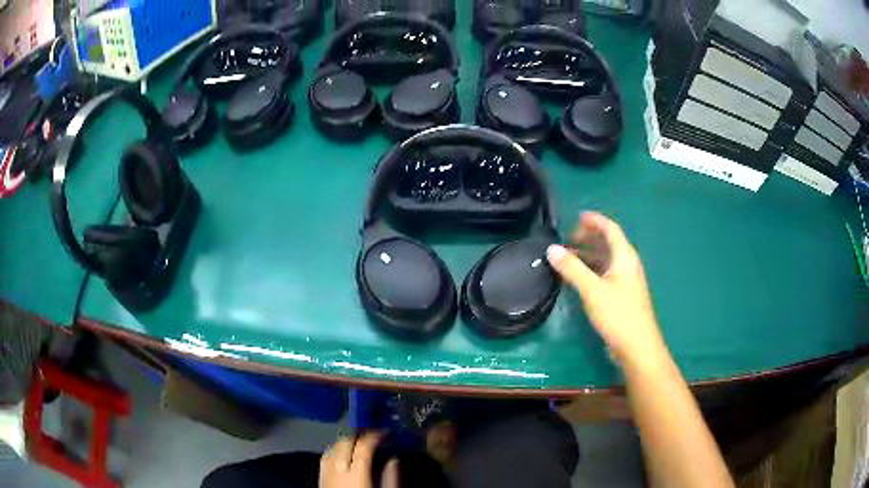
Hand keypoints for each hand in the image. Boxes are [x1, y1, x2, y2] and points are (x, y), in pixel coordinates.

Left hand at [319, 432, 397, 487]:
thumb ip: (391, 479)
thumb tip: (394, 459)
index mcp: (357, 475)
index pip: (363, 447)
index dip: (374, 436)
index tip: (385, 432)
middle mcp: (338, 470)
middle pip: (344, 443)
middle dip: (359, 435)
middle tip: (373, 434)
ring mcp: (326, 473)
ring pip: (331, 447)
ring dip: (345, 441)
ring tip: (358, 441)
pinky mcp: (320, 478)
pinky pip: (324, 457)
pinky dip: (333, 450)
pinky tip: (341, 452)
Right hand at [546, 212, 664, 362]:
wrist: (637, 346)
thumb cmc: (618, 314)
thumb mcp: (592, 290)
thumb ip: (572, 268)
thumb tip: (551, 248)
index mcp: (624, 256)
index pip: (610, 229)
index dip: (594, 220)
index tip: (576, 216)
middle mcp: (627, 264)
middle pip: (608, 242)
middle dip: (588, 237)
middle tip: (566, 240)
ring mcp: (626, 280)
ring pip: (606, 259)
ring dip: (588, 254)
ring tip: (567, 257)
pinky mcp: (622, 294)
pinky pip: (605, 272)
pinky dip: (591, 269)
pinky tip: (578, 277)